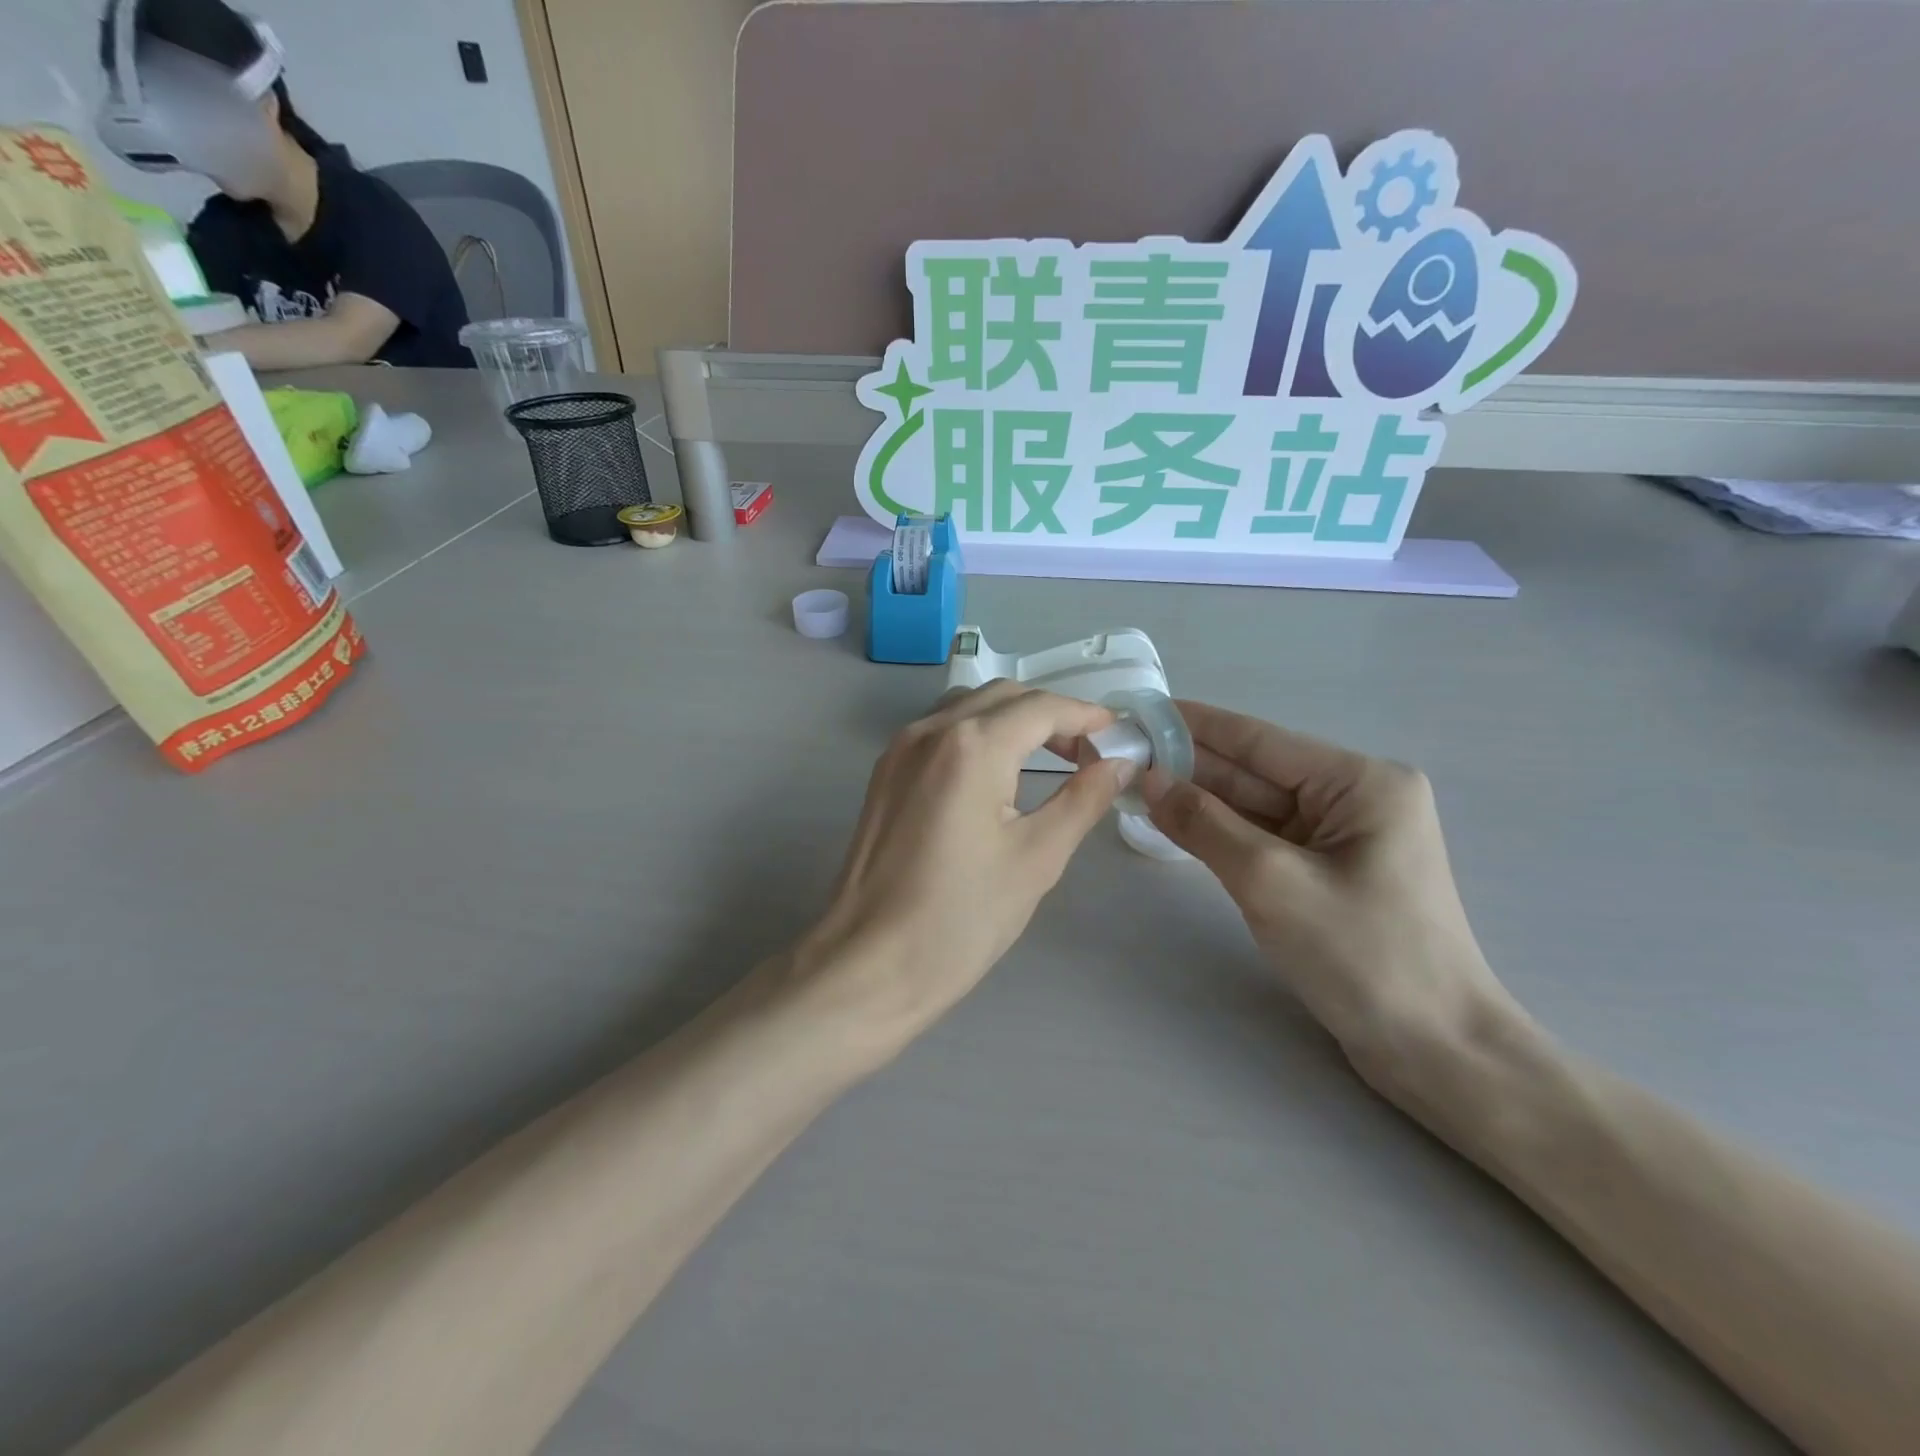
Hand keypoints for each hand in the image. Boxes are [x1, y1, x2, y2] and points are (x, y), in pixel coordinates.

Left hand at [795, 682, 1132, 1048]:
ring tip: (1048, 759)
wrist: (868, 966)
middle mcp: (929, 731)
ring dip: (1012, 719)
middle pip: (1003, 697)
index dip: (1086, 715)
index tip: (1119, 733)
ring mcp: (899, 749)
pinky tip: (997, 773)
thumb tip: (1117, 763)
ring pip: (967, 708)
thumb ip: (1082, 799)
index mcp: (971, 745)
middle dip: (1051, 714)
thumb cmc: (960, 918)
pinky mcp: (884, 773)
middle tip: (1088, 752)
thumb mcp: (1037, 858)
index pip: (1041, 708)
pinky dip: (978, 735)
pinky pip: (940, 731)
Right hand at [1143, 702, 1525, 1094]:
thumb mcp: (1271, 882)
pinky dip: (1219, 832)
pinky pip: (1263, 839)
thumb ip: (1205, 824)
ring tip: (1133, 781)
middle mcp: (1354, 798)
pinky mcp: (1327, 873)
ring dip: (1199, 799)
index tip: (1139, 711)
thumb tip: (1148, 778)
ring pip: (1255, 807)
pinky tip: (1174, 821)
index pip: (1259, 740)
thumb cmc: (1363, 957)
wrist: (1435, 1053)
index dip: (1194, 725)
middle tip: (1122, 752)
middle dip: (1189, 764)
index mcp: (1360, 782)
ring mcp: (1341, 838)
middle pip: (1255, 772)